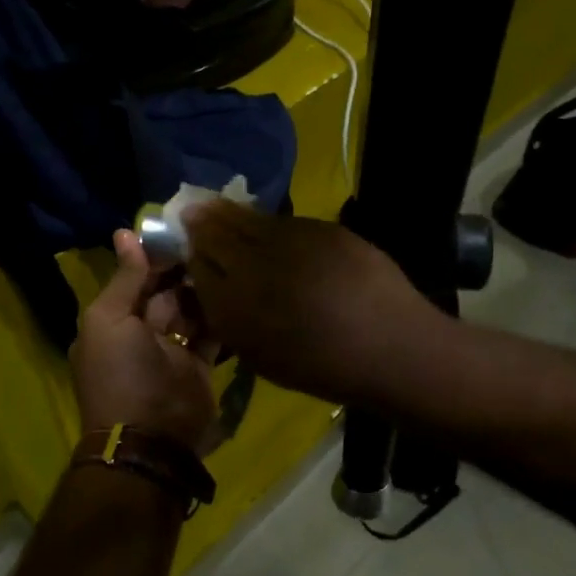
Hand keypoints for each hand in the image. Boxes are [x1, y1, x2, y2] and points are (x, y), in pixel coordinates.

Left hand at [71, 229, 219, 452]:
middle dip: (183, 270)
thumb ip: (124, 279)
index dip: (153, 257)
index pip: (134, 280)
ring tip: (227, 258)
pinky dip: (220, 315)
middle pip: (164, 293)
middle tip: (211, 239)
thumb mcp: (109, 320)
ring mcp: (172, 351)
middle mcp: (140, 333)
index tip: (179, 229)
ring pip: (190, 310)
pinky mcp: (200, 366)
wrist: (152, 438)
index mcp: (111, 321)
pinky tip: (236, 289)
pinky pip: (211, 333)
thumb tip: (125, 232)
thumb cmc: (122, 373)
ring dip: (203, 289)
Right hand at [184, 203, 442, 404]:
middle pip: (217, 231)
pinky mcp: (324, 230)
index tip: (185, 240)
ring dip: (231, 214)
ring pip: (250, 219)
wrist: (390, 348)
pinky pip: (285, 222)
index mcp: (238, 306)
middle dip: (203, 221)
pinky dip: (270, 224)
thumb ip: (229, 318)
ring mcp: (293, 242)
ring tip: (220, 209)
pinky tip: (270, 229)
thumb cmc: (322, 367)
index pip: (199, 263)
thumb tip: (210, 286)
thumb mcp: (260, 356)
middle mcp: (257, 266)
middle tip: (193, 211)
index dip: (190, 248)